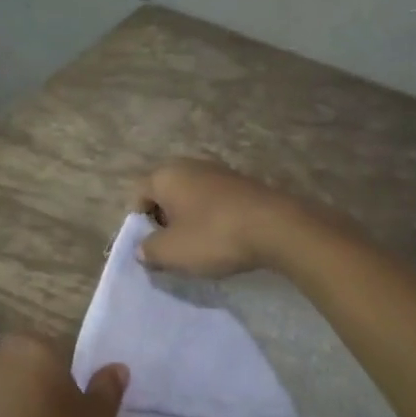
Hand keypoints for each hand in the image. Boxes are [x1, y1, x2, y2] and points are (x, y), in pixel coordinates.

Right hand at [129, 159, 308, 277]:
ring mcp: (220, 171)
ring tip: (199, 247)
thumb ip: (148, 250)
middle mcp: (191, 165)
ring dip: (190, 220)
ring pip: (192, 198)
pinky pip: (217, 202)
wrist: (276, 227)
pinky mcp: (244, 183)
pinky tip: (224, 239)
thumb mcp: (171, 252)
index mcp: (166, 174)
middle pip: (166, 194)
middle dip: (165, 221)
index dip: (140, 223)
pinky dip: (214, 219)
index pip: (138, 195)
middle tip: (173, 248)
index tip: (152, 247)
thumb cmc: (213, 236)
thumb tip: (143, 248)